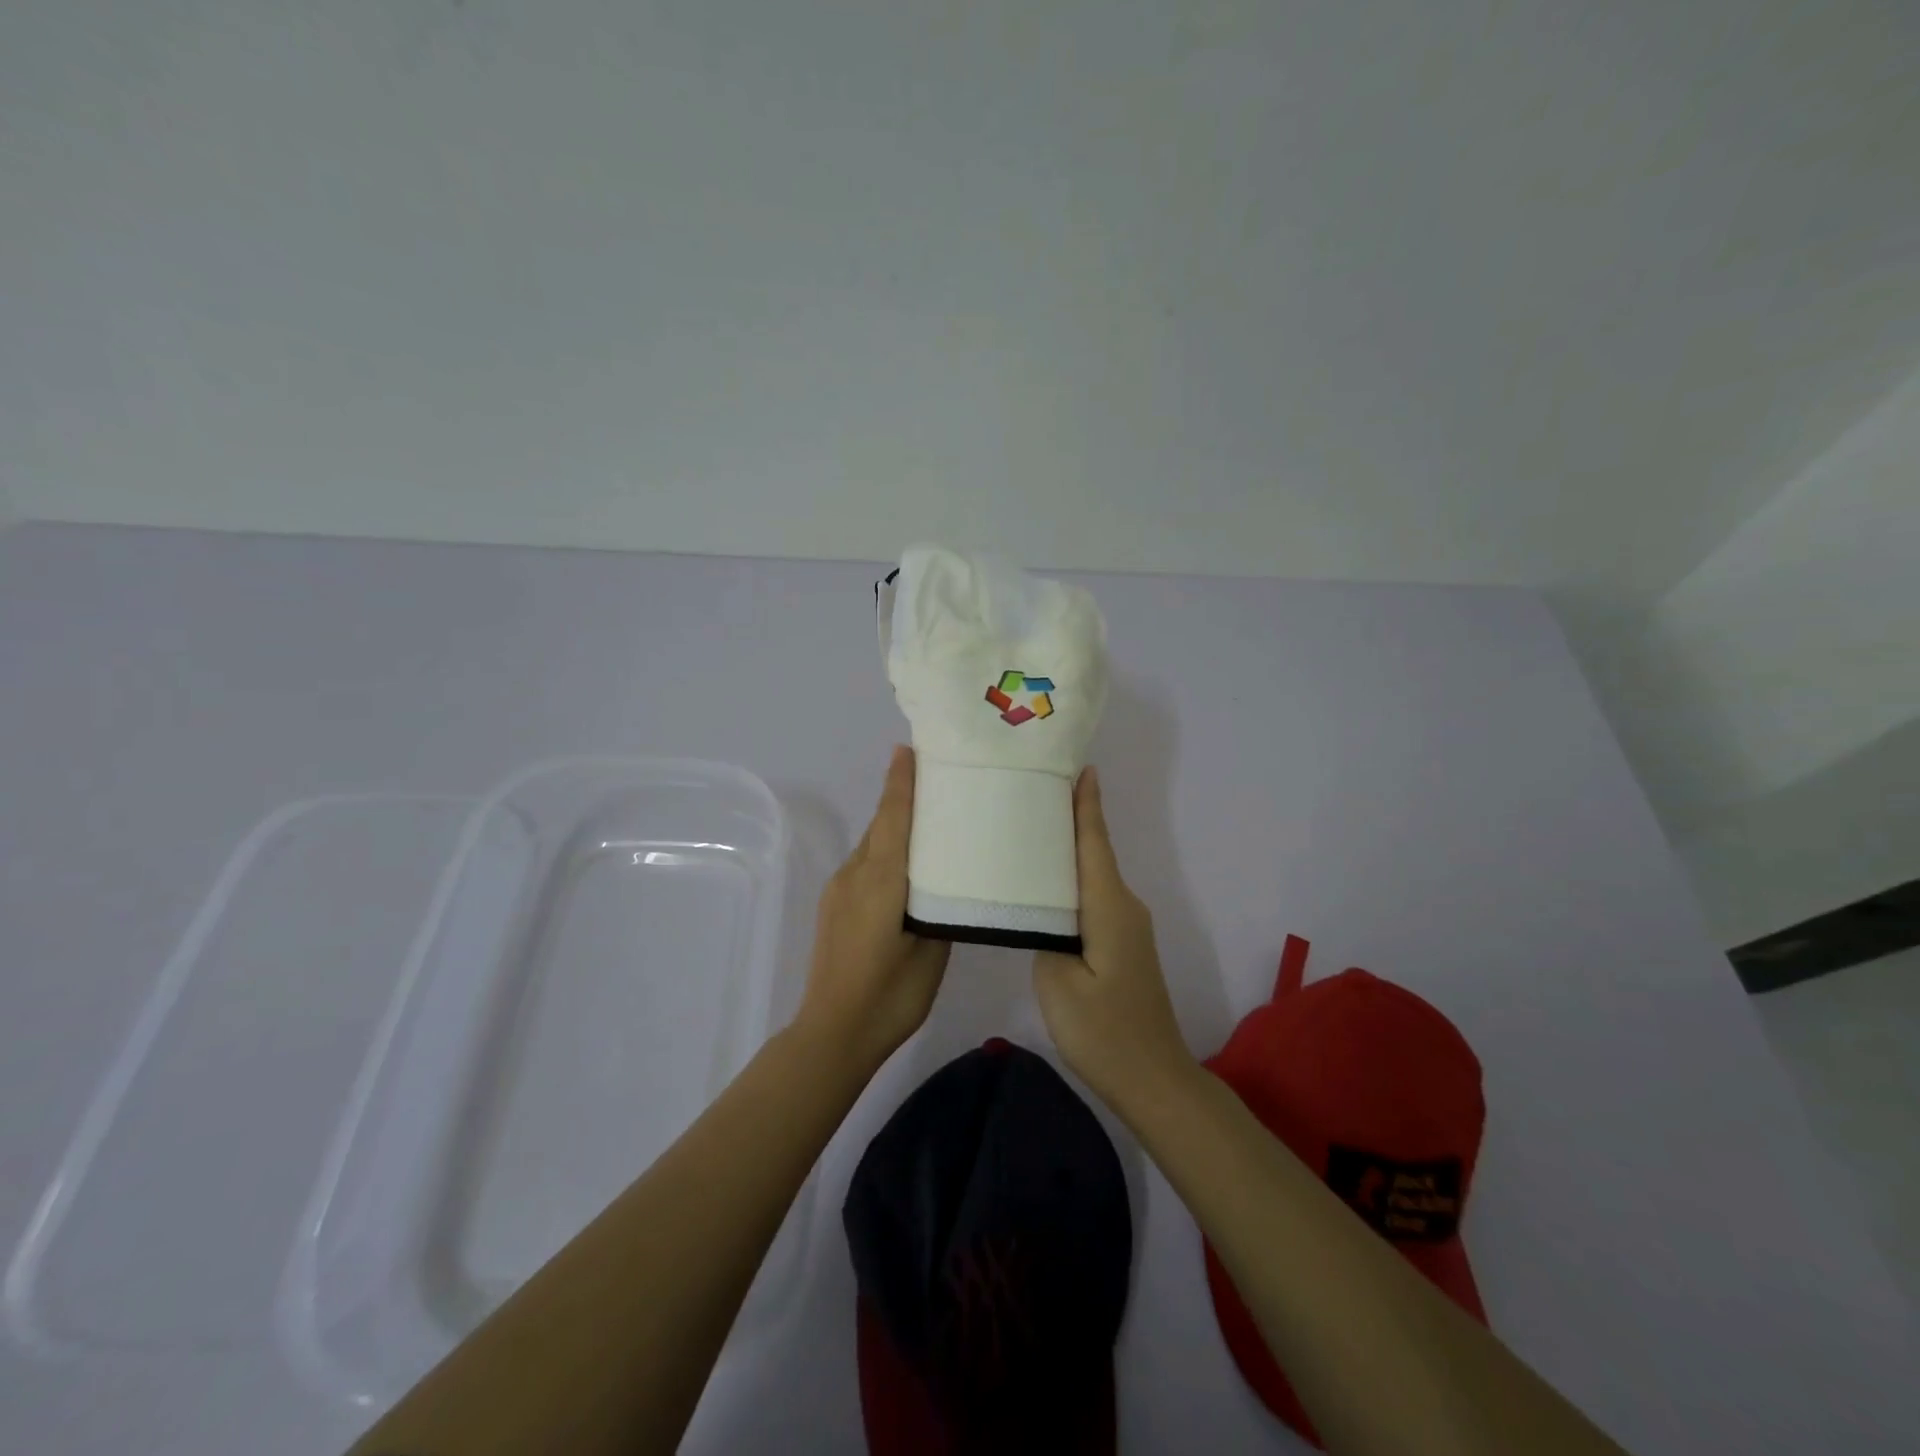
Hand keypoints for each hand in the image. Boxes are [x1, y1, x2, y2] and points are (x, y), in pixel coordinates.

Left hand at [794, 745, 951, 1073]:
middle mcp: (855, 874)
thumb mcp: (931, 952)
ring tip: (927, 821)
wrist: (832, 1033)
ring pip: (871, 845)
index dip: (901, 782)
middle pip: (881, 824)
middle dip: (900, 796)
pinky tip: (904, 868)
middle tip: (932, 777)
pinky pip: (863, 865)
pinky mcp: (834, 906)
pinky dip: (884, 852)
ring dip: (893, 826)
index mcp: (882, 880)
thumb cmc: (890, 996)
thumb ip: (938, 910)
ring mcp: (839, 890)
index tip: (909, 749)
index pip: (894, 817)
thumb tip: (942, 887)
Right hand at [1033, 767, 1194, 1106]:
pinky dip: (1073, 882)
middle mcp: (1124, 907)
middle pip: (1095, 853)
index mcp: (1109, 906)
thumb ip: (1045, 936)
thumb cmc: (1104, 1031)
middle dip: (1071, 819)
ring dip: (1069, 852)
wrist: (1155, 1079)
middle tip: (1033, 792)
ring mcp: (1127, 927)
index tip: (1080, 767)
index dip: (1087, 805)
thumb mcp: (1058, 983)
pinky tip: (1048, 886)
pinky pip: (1095, 899)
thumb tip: (1044, 915)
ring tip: (1031, 832)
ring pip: (1094, 877)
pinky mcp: (1123, 946)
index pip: (1095, 843)